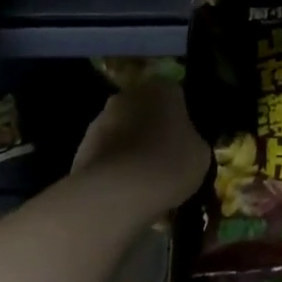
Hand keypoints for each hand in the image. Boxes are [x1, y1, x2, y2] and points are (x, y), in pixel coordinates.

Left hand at [71, 78, 210, 216]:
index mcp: (162, 89)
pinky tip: (123, 191)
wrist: (116, 192)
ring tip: (142, 181)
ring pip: (123, 131)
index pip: (175, 95)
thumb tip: (184, 144)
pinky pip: (106, 154)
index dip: (181, 118)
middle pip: (145, 110)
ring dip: (131, 148)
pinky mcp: (81, 146)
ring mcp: (100, 120)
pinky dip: (113, 167)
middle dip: (152, 129)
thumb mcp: (200, 155)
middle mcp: (129, 95)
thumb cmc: (168, 164)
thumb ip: (192, 141)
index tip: (184, 140)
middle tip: (164, 158)